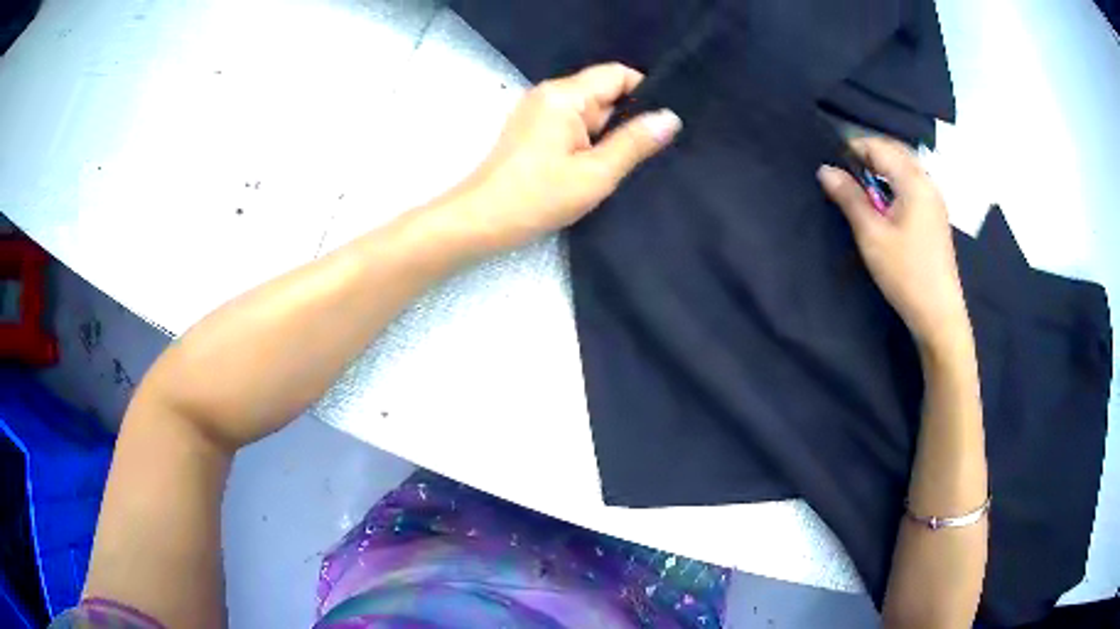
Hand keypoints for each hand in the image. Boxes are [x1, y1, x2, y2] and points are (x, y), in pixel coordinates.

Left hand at [449, 63, 681, 252]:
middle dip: (627, 119)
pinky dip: (589, 141)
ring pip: (590, 112)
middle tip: (649, 152)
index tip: (663, 124)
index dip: (645, 93)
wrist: (481, 221)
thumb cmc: (538, 197)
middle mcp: (549, 94)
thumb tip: (671, 117)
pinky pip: (572, 125)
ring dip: (608, 134)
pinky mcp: (532, 130)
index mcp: (565, 95)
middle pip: (604, 92)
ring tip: (623, 164)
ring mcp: (538, 111)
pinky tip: (597, 167)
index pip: (617, 74)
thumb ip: (635, 142)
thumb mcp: (596, 173)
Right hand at [817, 137, 970, 353]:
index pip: (880, 147)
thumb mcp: (871, 234)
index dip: (854, 147)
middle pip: (896, 152)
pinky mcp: (936, 216)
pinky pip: (913, 184)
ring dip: (882, 168)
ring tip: (861, 188)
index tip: (832, 163)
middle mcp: (928, 183)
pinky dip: (894, 182)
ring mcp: (935, 200)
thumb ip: (849, 198)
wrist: (939, 313)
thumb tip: (825, 170)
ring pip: (905, 168)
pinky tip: (884, 203)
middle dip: (868, 154)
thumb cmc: (905, 273)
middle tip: (845, 172)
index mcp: (914, 181)